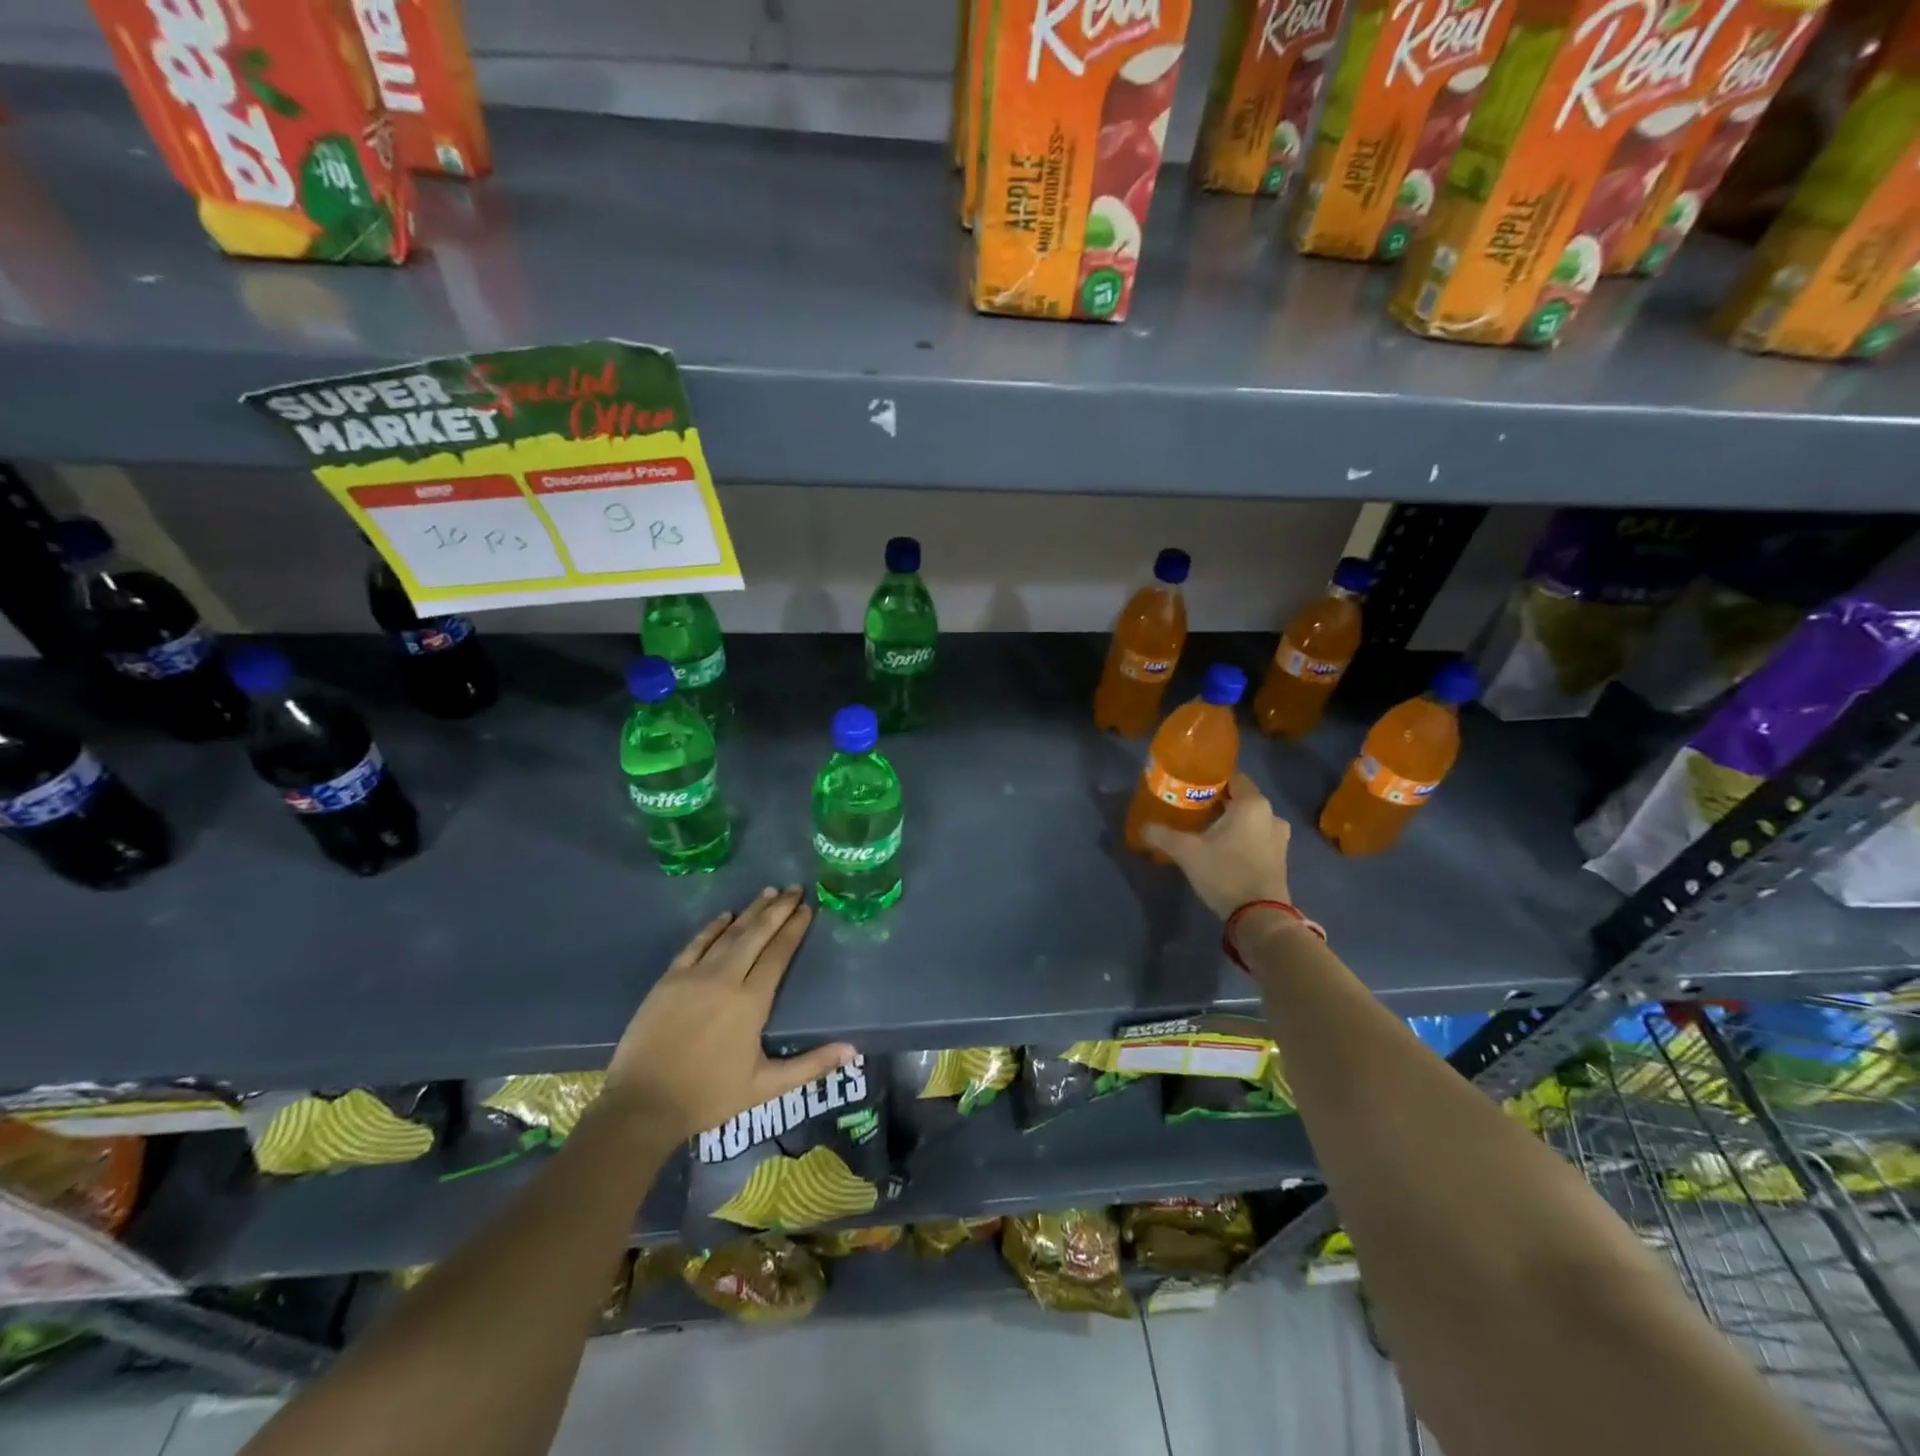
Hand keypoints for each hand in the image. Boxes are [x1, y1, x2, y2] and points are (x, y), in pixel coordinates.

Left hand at [603, 887, 855, 1145]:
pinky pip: (695, 944)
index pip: (779, 954)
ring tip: (768, 892)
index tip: (807, 908)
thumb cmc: (708, 1096)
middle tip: (794, 888)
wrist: (642, 1105)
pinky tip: (724, 915)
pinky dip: (712, 928)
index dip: (794, 929)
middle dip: (778, 909)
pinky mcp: (669, 980)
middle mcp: (726, 979)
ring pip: (729, 934)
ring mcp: (694, 975)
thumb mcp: (765, 1087)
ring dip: (750, 911)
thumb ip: (810, 1065)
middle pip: (756, 934)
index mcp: (752, 1002)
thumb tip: (853, 1051)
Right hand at [1142, 772, 1294, 918]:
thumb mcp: (1186, 851)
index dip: (1210, 778)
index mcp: (1252, 804)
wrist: (1259, 917)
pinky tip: (1220, 847)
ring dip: (1229, 821)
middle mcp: (1271, 815)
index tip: (1189, 784)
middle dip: (1216, 801)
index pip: (1232, 777)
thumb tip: (1143, 827)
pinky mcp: (1279, 859)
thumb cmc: (1225, 872)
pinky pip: (1256, 837)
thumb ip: (1162, 835)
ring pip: (1248, 819)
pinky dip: (1240, 837)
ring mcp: (1278, 838)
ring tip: (1203, 828)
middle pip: (1240, 798)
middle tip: (1190, 806)